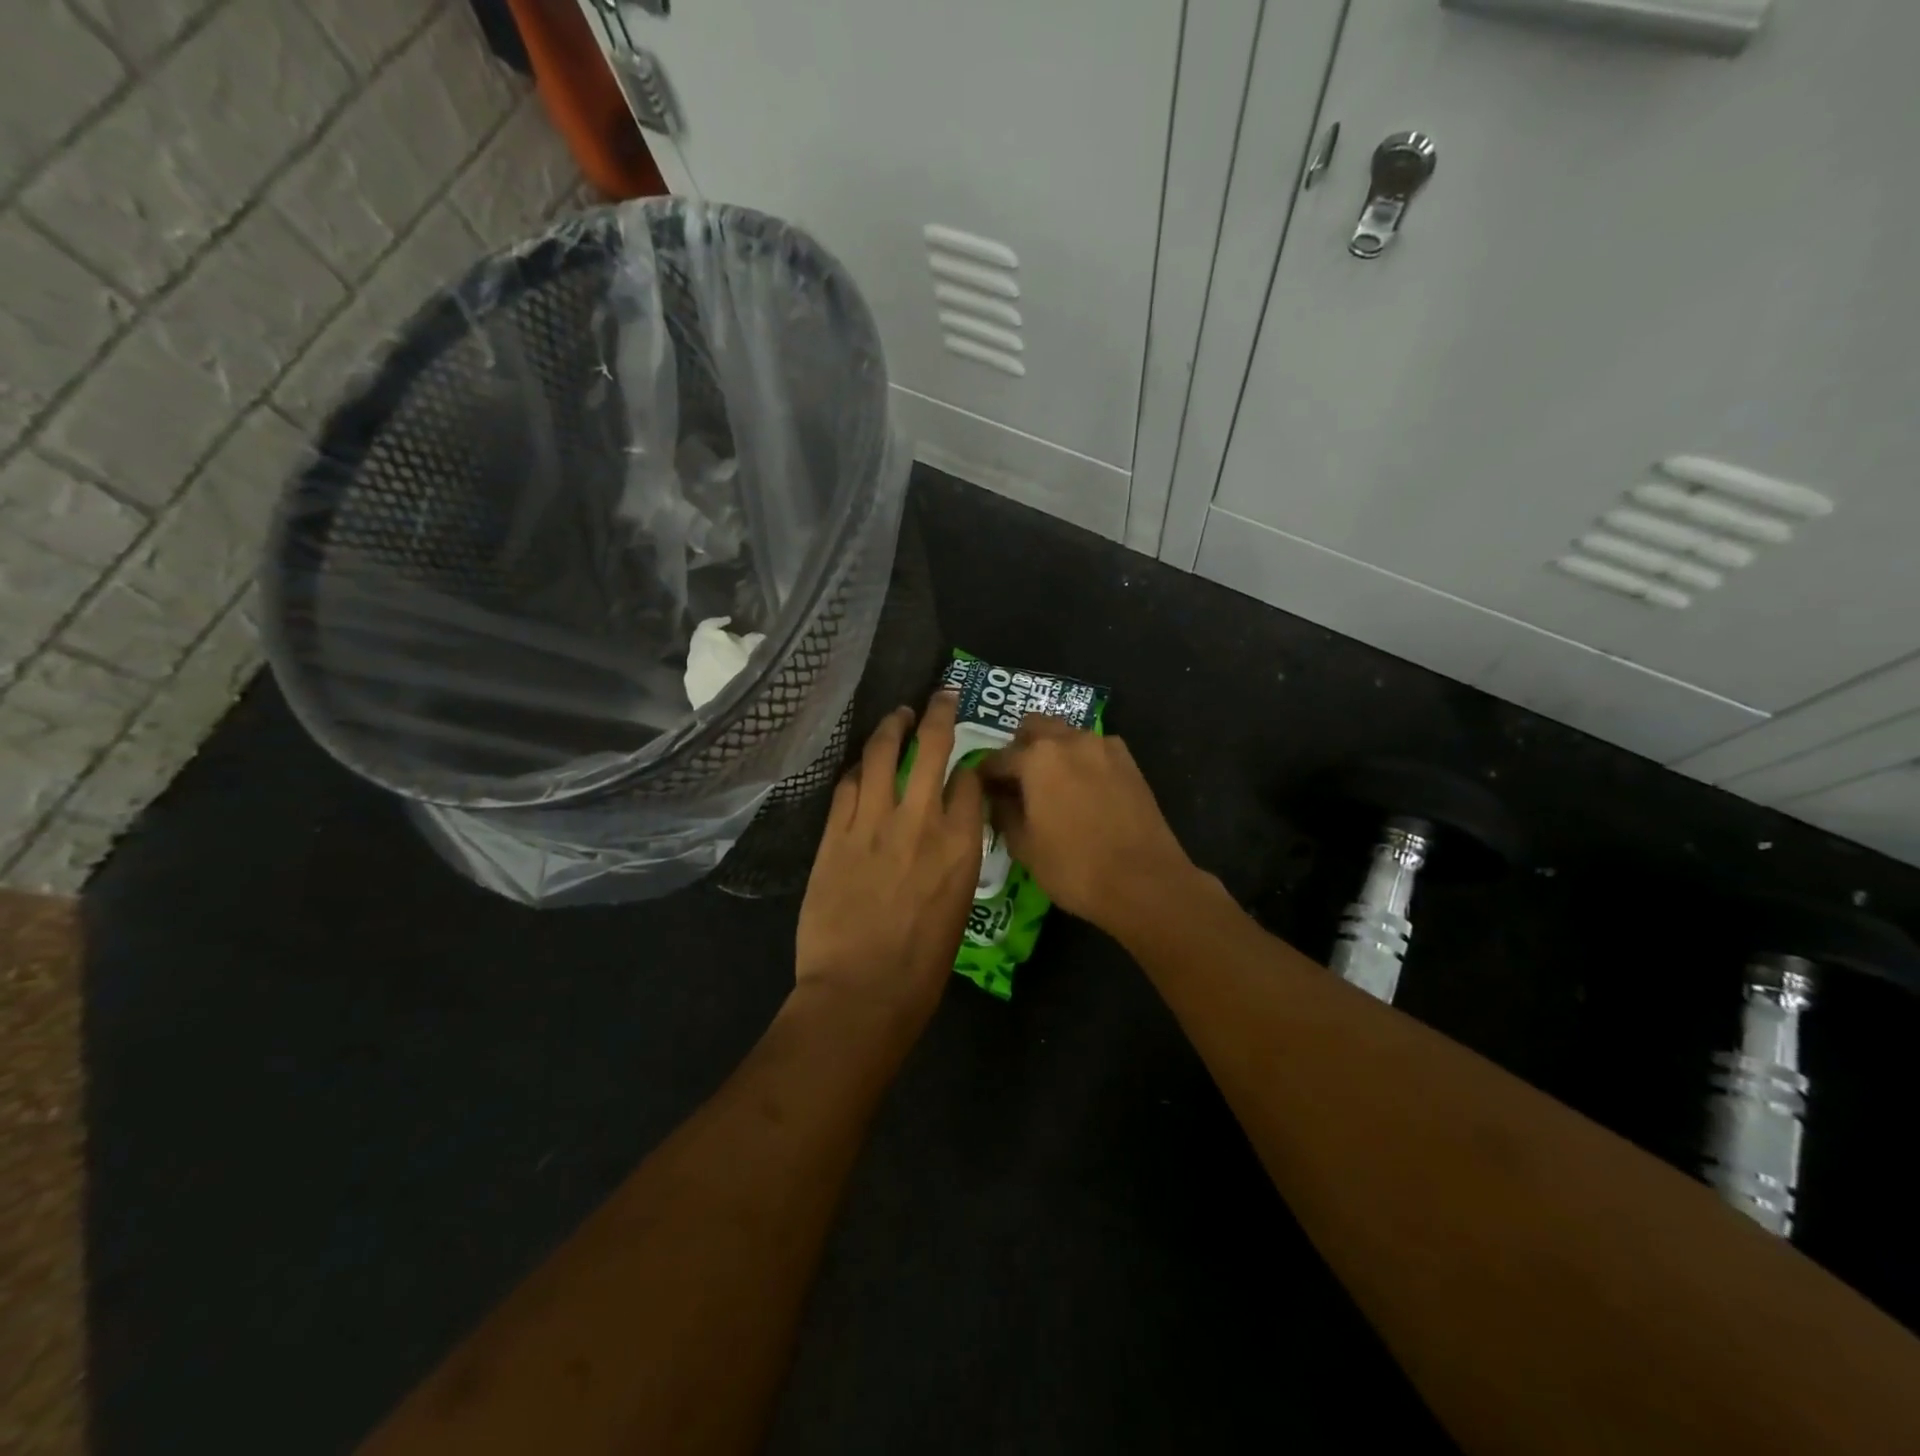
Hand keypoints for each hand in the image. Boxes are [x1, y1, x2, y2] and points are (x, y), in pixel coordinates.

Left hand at [794, 692, 984, 1030]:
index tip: (967, 763)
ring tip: (898, 715)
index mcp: (961, 844)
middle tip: (940, 696)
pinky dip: (859, 768)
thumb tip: (950, 833)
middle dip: (939, 713)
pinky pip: (848, 784)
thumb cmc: (922, 965)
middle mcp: (920, 820)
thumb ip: (956, 857)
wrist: (861, 991)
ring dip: (893, 726)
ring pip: (884, 753)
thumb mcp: (959, 905)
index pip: (970, 781)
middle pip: (933, 747)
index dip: (970, 765)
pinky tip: (863, 764)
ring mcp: (873, 822)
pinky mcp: (836, 833)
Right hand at [978, 717, 1199, 934]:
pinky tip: (1083, 790)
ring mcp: (1104, 747)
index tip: (980, 791)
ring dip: (1052, 751)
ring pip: (1066, 735)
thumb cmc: (1074, 867)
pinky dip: (1081, 761)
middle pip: (1034, 728)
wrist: (1144, 882)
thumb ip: (1003, 812)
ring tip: (1050, 786)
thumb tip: (997, 797)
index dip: (985, 776)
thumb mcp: (1024, 846)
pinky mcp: (1129, 762)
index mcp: (1037, 757)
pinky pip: (1094, 749)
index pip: (997, 758)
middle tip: (1016, 782)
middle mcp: (1070, 740)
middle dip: (1020, 749)